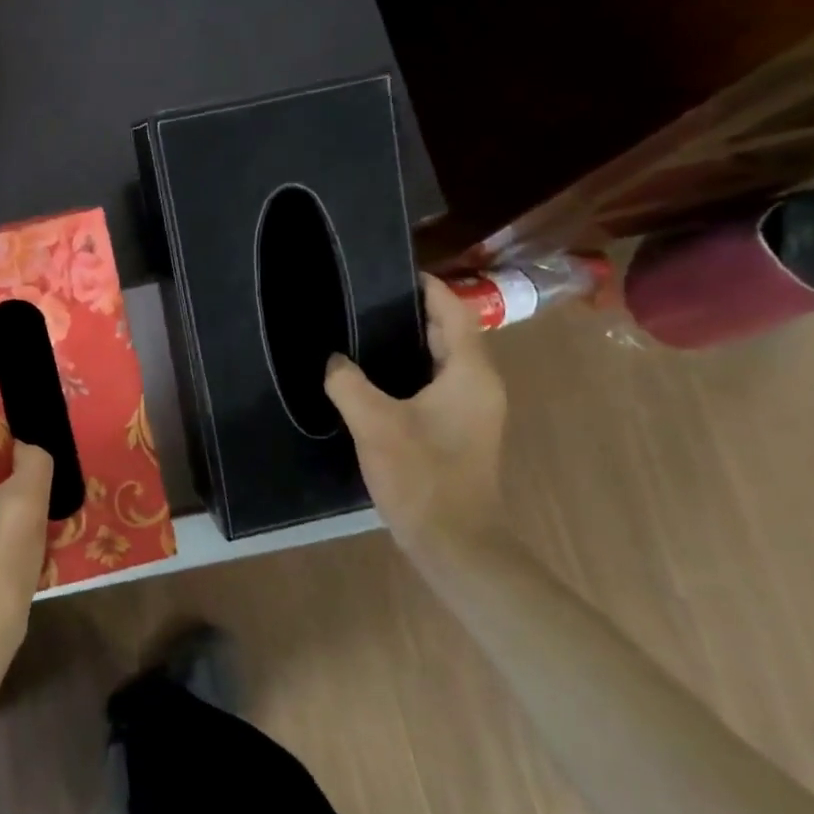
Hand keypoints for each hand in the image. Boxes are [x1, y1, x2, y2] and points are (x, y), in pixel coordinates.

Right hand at [323, 275, 506, 552]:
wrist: (454, 541)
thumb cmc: (422, 475)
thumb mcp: (375, 424)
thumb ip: (348, 383)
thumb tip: (334, 361)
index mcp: (470, 373)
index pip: (454, 311)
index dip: (427, 287)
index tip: (392, 271)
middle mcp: (479, 385)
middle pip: (449, 333)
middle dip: (411, 313)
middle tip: (365, 301)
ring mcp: (472, 410)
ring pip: (441, 361)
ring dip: (409, 344)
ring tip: (363, 332)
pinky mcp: (459, 431)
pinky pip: (436, 385)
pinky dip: (410, 372)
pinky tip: (374, 379)